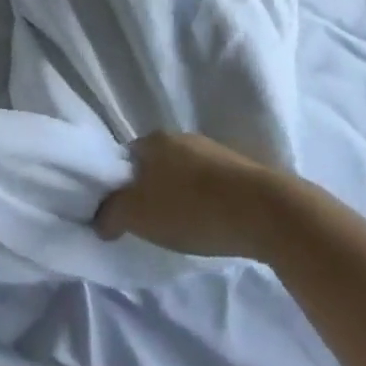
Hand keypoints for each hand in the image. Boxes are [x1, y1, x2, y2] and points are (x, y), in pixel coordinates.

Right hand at [94, 132, 267, 258]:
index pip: (124, 158)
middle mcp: (181, 137)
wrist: (266, 212)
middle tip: (149, 223)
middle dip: (149, 190)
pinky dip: (205, 203)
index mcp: (153, 140)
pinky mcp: (241, 171)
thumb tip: (100, 218)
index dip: (118, 185)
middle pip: (154, 165)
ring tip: (182, 228)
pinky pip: (211, 186)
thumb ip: (110, 214)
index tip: (121, 212)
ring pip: (184, 174)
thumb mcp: (137, 215)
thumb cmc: (192, 208)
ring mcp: (214, 151)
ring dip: (179, 196)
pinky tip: (210, 224)